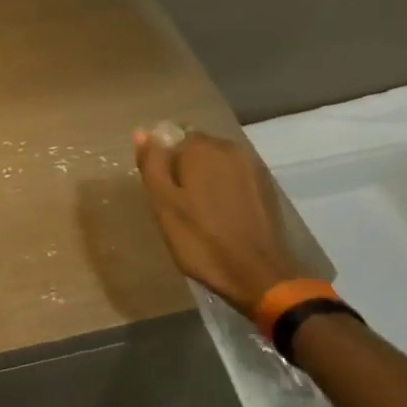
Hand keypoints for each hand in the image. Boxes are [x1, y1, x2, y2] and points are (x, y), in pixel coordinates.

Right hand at [132, 128, 306, 316]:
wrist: (257, 274)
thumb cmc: (201, 240)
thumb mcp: (164, 204)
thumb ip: (152, 164)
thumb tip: (141, 131)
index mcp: (201, 148)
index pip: (172, 138)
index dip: (162, 164)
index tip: (160, 192)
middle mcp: (230, 149)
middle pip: (196, 149)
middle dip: (184, 169)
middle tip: (176, 205)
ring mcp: (252, 167)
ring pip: (217, 164)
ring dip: (205, 179)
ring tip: (198, 213)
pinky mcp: (265, 187)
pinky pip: (234, 178)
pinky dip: (224, 190)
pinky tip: (220, 216)